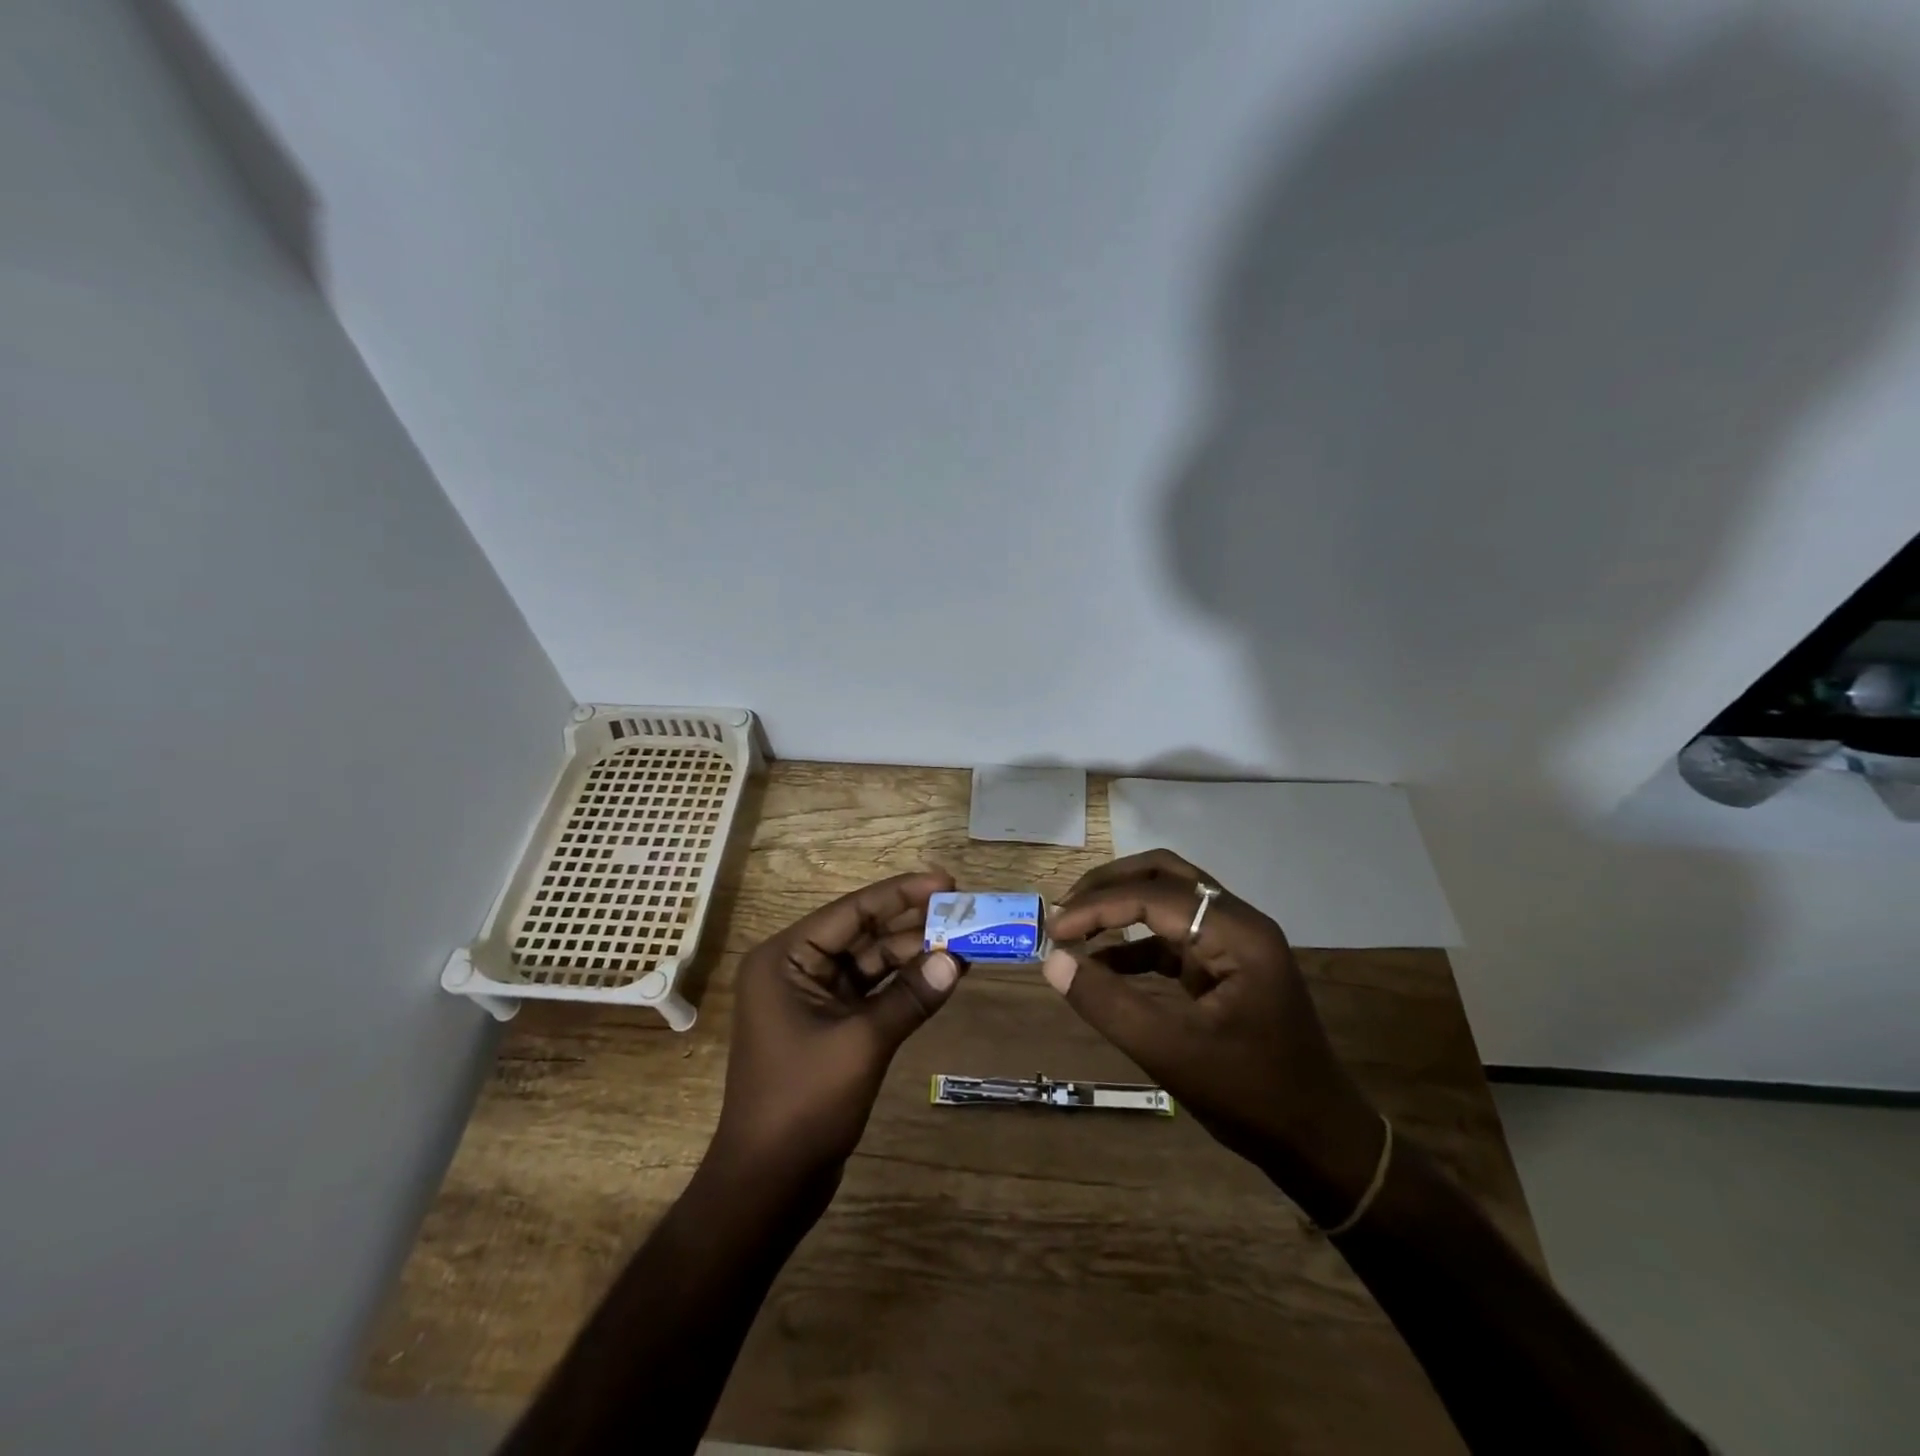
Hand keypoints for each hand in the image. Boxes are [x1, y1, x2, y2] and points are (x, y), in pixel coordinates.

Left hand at [711, 870, 963, 1188]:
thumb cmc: (803, 1103)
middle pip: (863, 933)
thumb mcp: (862, 1043)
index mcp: (786, 958)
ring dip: (914, 954)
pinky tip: (943, 975)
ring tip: (965, 942)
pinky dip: (904, 985)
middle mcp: (796, 968)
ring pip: (871, 962)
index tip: (947, 882)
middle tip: (965, 911)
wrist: (768, 1184)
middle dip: (913, 924)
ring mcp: (812, 998)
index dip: (902, 894)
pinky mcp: (829, 1025)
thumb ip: (910, 997)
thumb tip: (958, 961)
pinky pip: (872, 992)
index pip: (852, 911)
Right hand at [1043, 852, 1383, 1221]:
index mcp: (1237, 933)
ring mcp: (1234, 943)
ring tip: (1075, 928)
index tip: (1054, 930)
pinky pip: (1173, 936)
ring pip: (1168, 899)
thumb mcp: (1172, 1053)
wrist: (1318, 1142)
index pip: (1154, 895)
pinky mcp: (1225, 965)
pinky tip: (1102, 964)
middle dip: (1110, 887)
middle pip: (1164, 875)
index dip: (1099, 907)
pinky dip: (1135, 943)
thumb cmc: (1251, 1096)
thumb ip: (1108, 1004)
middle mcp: (1238, 922)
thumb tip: (1052, 961)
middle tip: (1065, 911)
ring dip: (1121, 907)